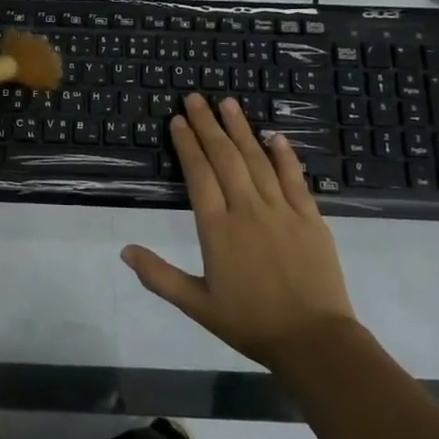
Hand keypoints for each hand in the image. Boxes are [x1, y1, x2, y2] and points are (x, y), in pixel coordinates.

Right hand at [121, 92, 356, 370]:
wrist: (313, 341)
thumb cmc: (250, 323)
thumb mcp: (196, 304)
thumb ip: (159, 276)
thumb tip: (124, 250)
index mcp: (217, 229)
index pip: (198, 175)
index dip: (187, 145)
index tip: (178, 120)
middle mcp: (248, 210)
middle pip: (225, 157)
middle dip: (208, 125)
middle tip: (196, 97)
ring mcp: (282, 210)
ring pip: (257, 160)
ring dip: (241, 129)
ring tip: (228, 103)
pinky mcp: (310, 218)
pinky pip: (294, 179)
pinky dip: (284, 155)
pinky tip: (275, 136)